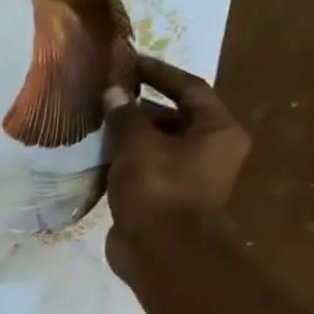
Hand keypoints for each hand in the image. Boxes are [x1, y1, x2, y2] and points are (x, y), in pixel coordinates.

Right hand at [102, 54, 249, 283]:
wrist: (162, 252)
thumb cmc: (159, 189)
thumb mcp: (138, 144)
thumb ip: (125, 115)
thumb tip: (113, 92)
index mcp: (218, 130)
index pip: (189, 88)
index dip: (158, 72)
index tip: (128, 62)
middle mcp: (211, 150)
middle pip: (174, 117)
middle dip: (138, 106)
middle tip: (104, 96)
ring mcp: (190, 176)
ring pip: (158, 144)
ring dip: (129, 134)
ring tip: (95, 124)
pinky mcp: (167, 197)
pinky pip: (146, 168)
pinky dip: (125, 160)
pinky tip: (97, 156)